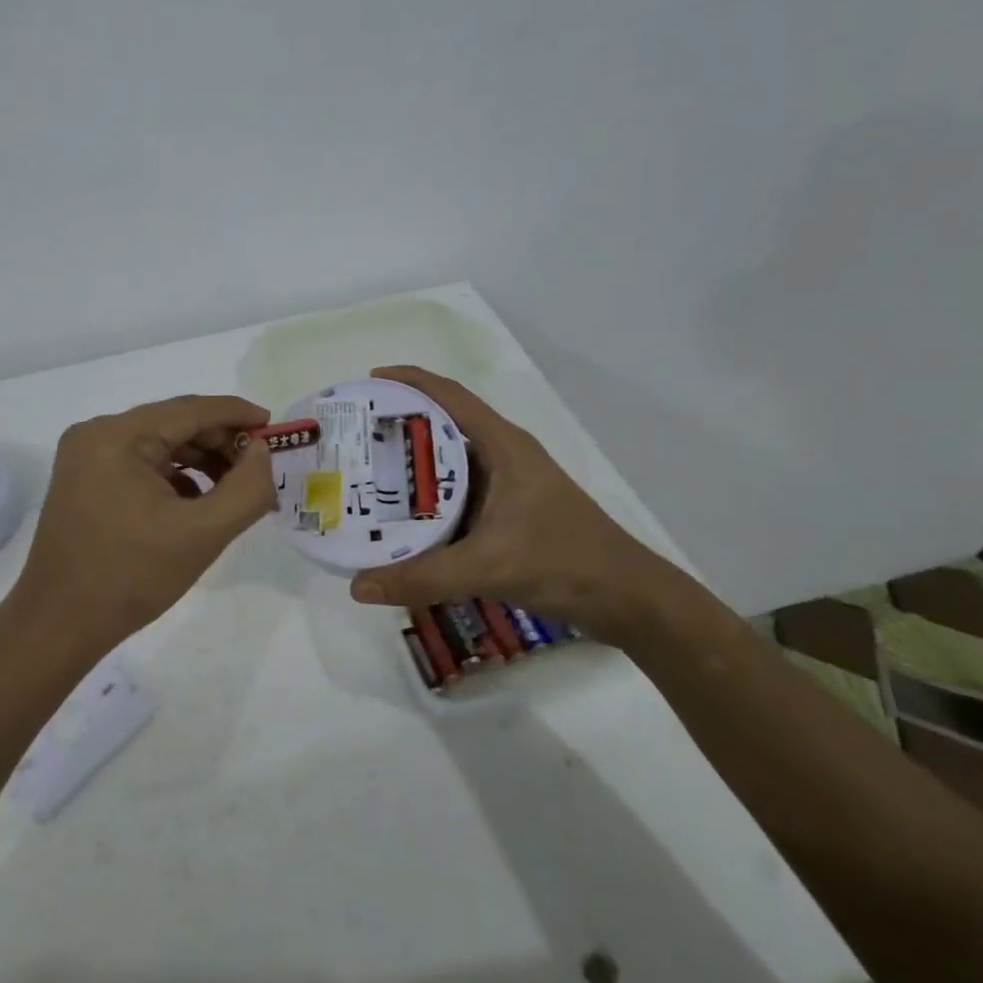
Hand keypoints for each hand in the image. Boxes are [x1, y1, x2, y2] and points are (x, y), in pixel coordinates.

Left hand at [8, 394, 276, 659]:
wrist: (59, 625)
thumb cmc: (131, 577)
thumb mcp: (202, 534)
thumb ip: (246, 489)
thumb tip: (262, 452)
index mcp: (117, 436)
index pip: (190, 410)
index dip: (237, 414)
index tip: (275, 427)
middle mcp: (96, 434)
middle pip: (174, 424)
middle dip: (220, 443)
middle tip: (260, 468)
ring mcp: (86, 457)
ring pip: (159, 445)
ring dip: (200, 461)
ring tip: (234, 490)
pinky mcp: (85, 480)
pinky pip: (141, 465)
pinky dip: (174, 478)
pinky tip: (198, 504)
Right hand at [347, 366, 688, 644]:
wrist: (629, 601)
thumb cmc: (565, 563)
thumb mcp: (488, 567)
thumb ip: (422, 577)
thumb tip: (357, 586)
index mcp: (503, 447)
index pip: (450, 396)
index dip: (410, 382)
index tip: (368, 381)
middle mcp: (503, 458)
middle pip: (443, 428)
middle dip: (398, 427)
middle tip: (354, 437)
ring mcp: (507, 489)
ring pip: (449, 467)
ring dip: (411, 469)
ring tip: (364, 476)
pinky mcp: (508, 517)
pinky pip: (456, 499)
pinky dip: (427, 503)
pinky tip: (399, 521)